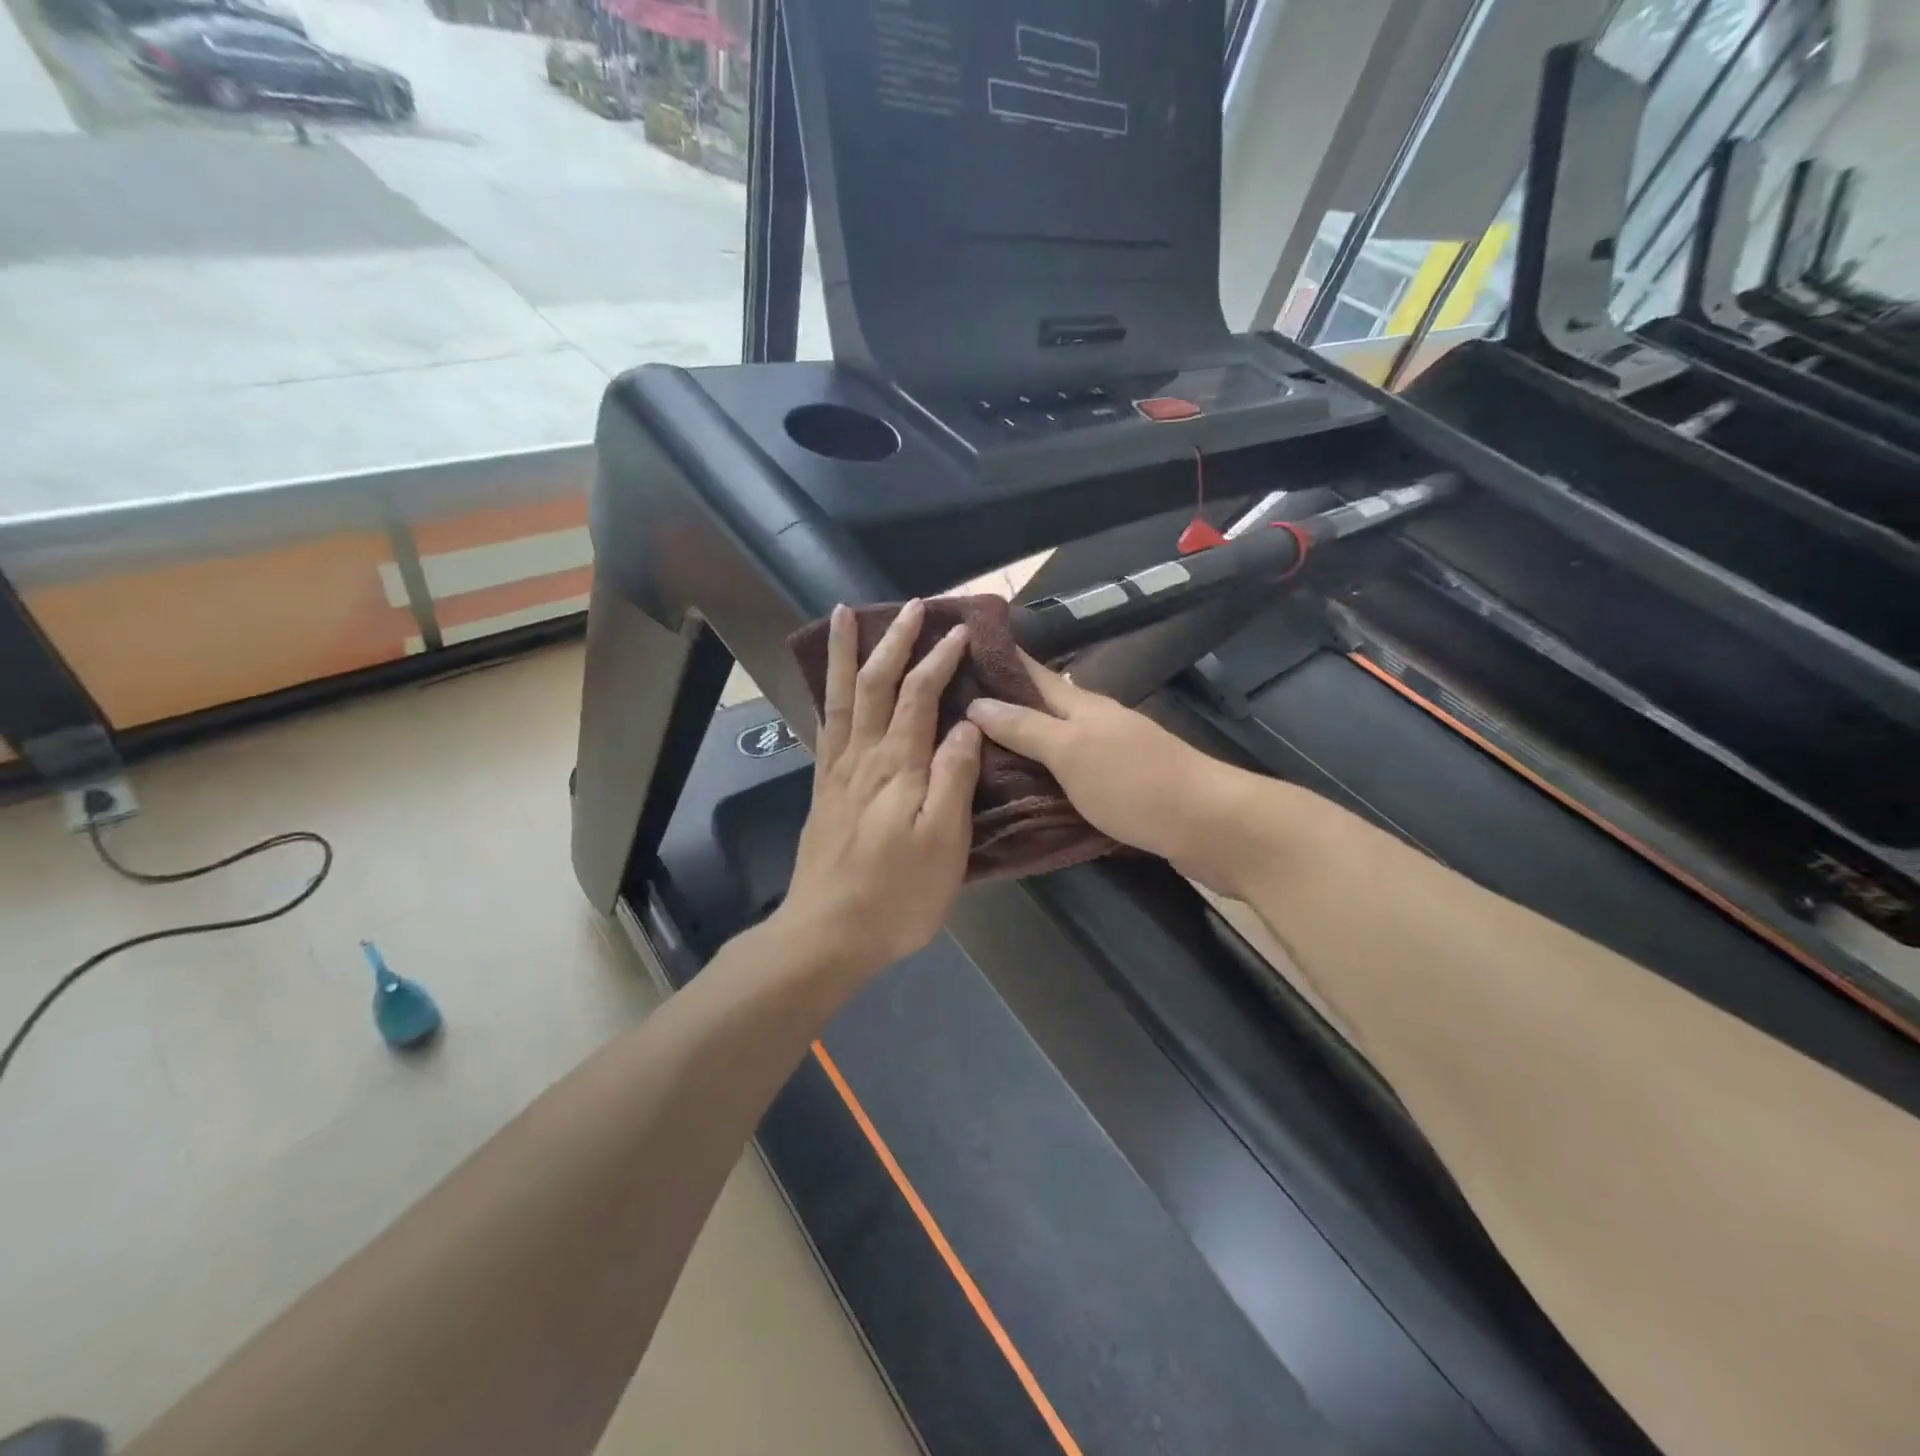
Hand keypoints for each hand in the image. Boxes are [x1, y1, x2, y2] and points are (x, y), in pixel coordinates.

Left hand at [775, 600, 983, 981]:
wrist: (826, 933)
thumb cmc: (896, 895)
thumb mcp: (943, 844)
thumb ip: (953, 780)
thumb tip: (966, 727)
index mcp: (898, 767)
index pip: (919, 696)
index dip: (939, 659)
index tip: (960, 630)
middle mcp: (862, 758)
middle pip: (876, 685)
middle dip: (893, 640)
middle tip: (910, 605)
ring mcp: (837, 772)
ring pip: (842, 698)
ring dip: (848, 654)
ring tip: (844, 615)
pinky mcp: (823, 791)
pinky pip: (824, 728)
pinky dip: (828, 696)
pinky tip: (830, 687)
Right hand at [966, 654, 1246, 889]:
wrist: (1210, 825)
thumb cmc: (1136, 783)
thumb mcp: (1072, 752)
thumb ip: (1026, 728)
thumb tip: (977, 703)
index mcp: (1082, 705)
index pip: (1031, 672)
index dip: (999, 658)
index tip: (958, 649)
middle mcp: (1094, 723)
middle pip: (1041, 706)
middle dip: (1000, 705)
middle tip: (951, 710)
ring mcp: (1109, 754)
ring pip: (1053, 740)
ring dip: (1019, 742)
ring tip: (973, 750)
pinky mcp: (1119, 787)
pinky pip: (1067, 772)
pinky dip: (1041, 774)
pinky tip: (1021, 788)